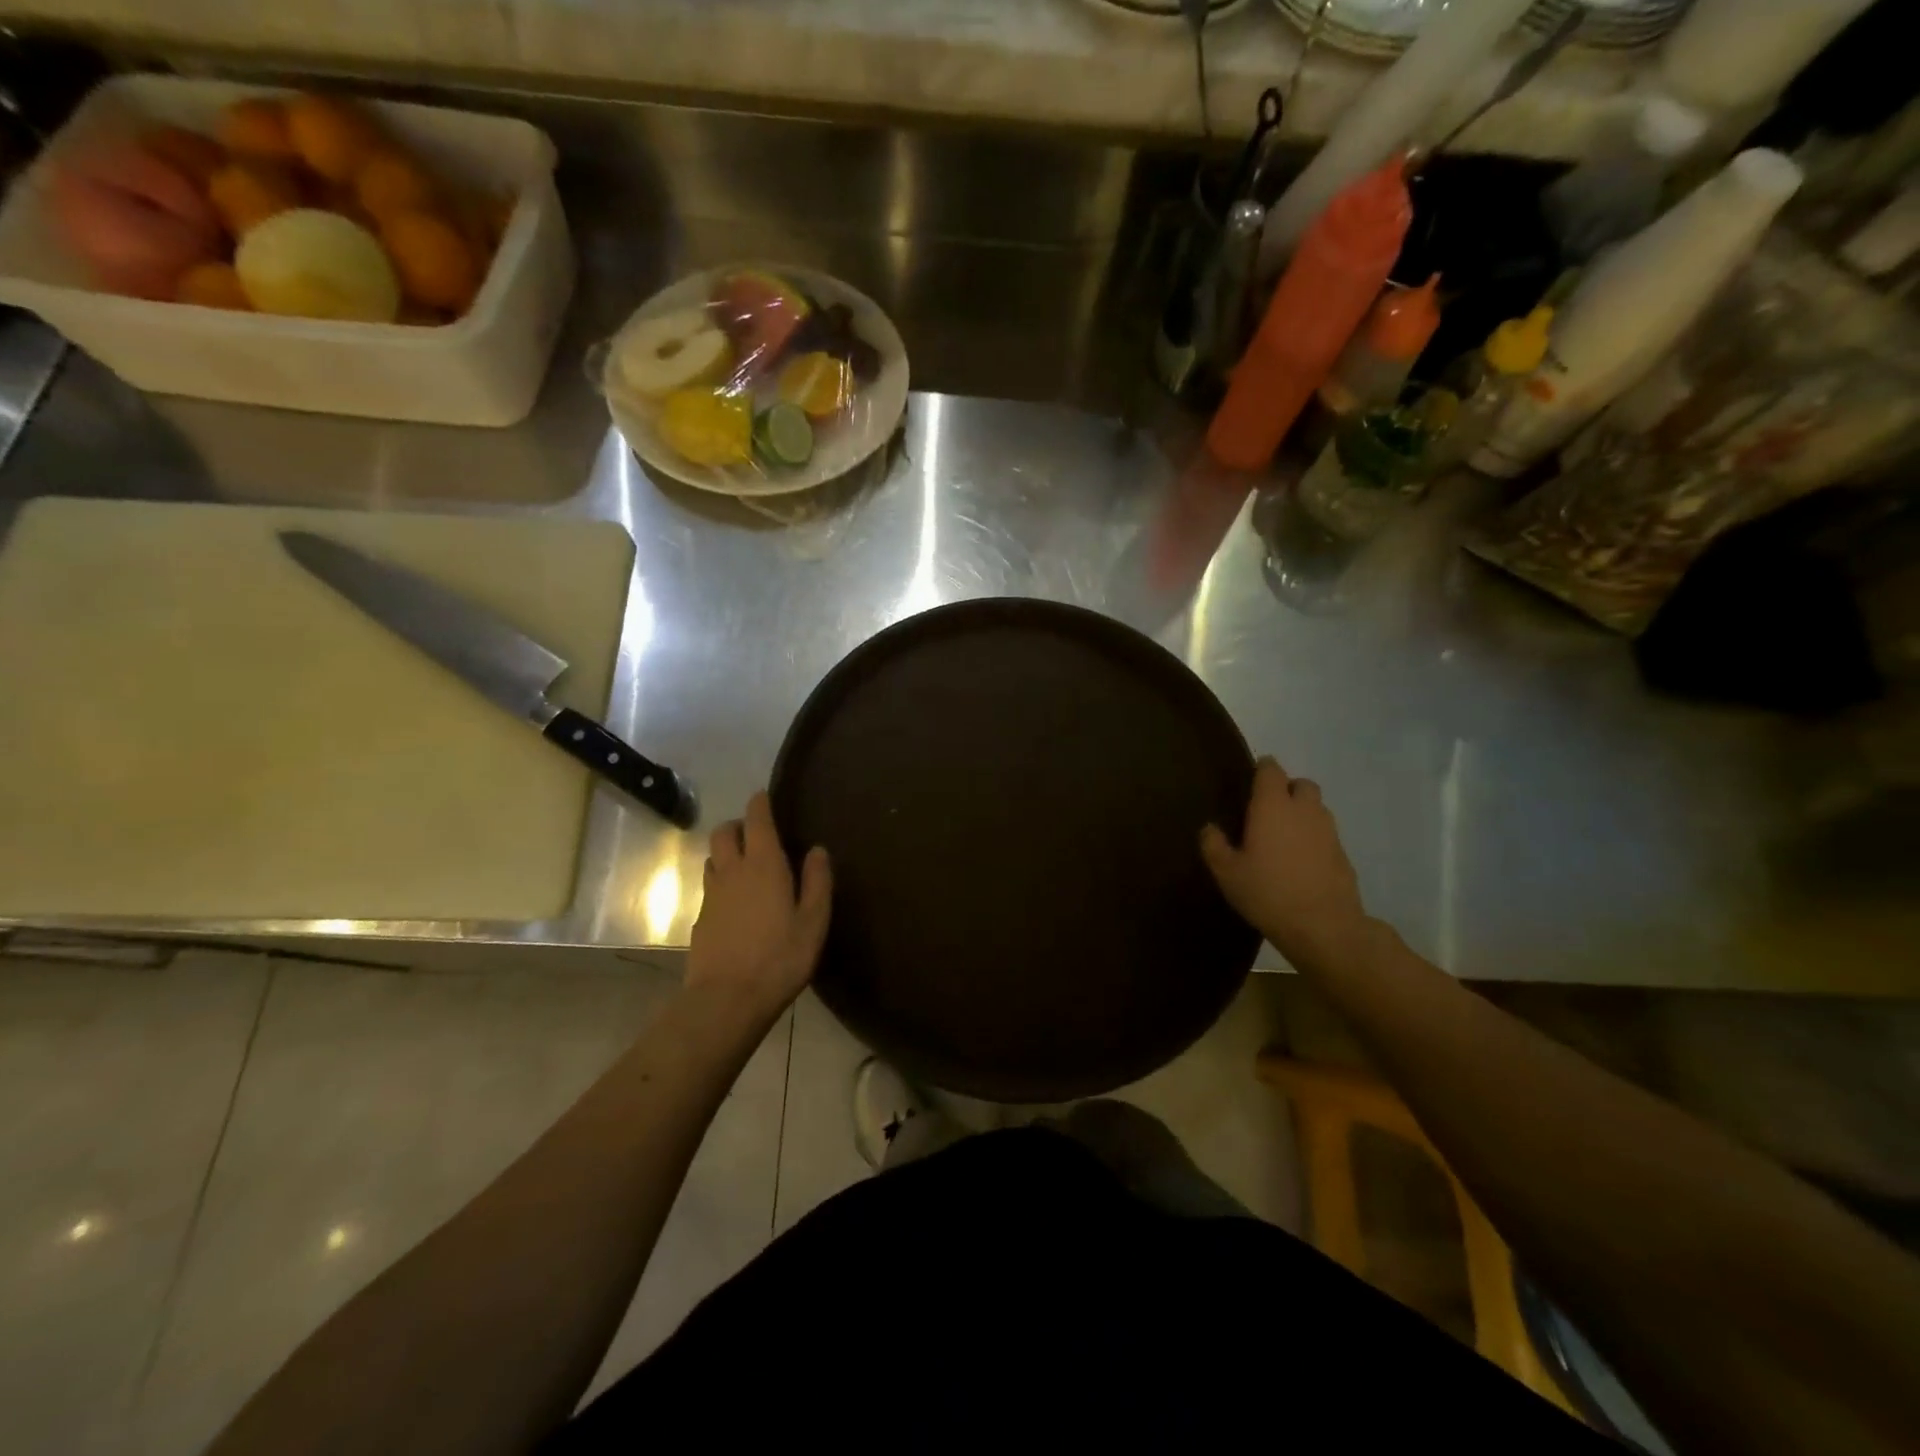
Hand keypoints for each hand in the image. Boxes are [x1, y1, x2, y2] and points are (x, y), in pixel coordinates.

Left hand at [688, 791, 831, 1018]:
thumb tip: (817, 850)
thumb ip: (817, 882)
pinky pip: (709, 887)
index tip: (764, 796)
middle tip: (756, 834)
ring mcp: (711, 895)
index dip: (760, 804)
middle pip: (723, 833)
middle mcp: (732, 872)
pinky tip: (735, 903)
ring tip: (745, 866)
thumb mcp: (813, 922)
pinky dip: (721, 882)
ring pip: (712, 858)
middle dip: (737, 825)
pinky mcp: (700, 919)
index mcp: (763, 865)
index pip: (756, 820)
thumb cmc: (780, 958)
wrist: (726, 1000)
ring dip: (725, 853)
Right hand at [1200, 757, 1369, 970]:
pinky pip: (1326, 834)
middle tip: (1268, 809)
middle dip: (1287, 789)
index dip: (1262, 768)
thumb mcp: (1227, 872)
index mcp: (1272, 806)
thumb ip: (1213, 845)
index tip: (1251, 777)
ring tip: (1283, 836)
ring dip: (1302, 813)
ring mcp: (1328, 831)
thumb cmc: (1267, 892)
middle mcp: (1304, 810)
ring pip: (1316, 808)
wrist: (1323, 926)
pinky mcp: (1343, 854)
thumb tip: (1209, 828)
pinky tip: (1300, 861)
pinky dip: (1313, 838)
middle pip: (1302, 784)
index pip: (1271, 770)